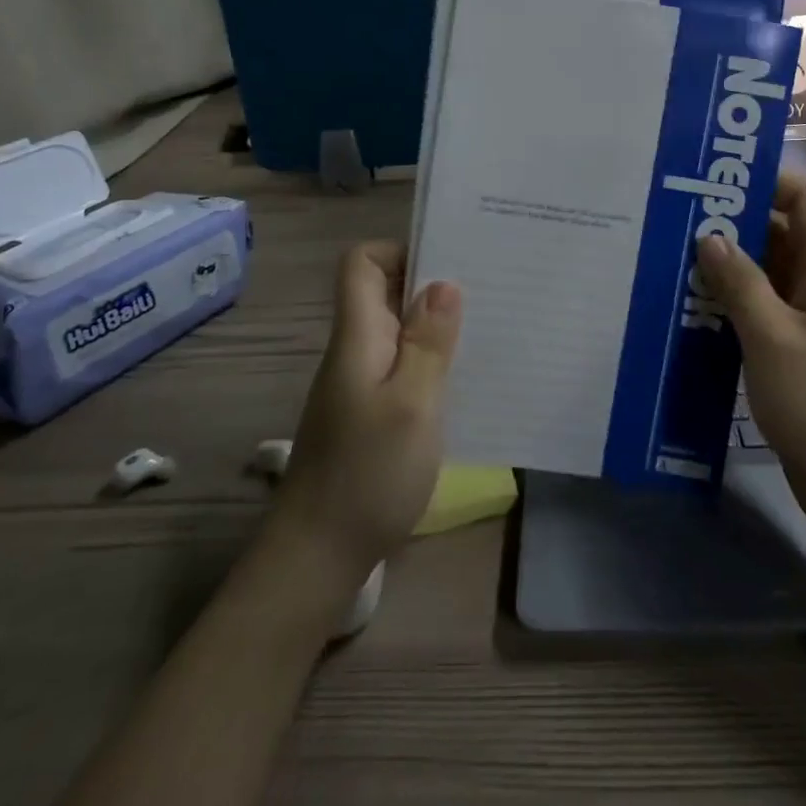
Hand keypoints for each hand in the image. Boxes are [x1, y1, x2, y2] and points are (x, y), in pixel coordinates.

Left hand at [268, 242, 462, 591]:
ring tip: (488, 328)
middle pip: (384, 292)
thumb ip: (428, 342)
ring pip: (398, 330)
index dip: (400, 249)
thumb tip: (443, 283)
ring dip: (436, 325)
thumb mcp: (412, 404)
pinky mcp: (370, 412)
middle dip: (432, 285)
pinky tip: (465, 379)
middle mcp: (355, 350)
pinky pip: (402, 366)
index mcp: (358, 336)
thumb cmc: (368, 474)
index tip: (448, 262)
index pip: (361, 262)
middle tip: (487, 290)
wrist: (318, 555)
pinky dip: (431, 361)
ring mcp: (360, 383)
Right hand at [698, 174, 805, 540]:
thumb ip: (740, 282)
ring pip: (771, 276)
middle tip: (677, 222)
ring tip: (675, 262)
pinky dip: (737, 306)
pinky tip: (695, 312)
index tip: (714, 181)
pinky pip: (769, 313)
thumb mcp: (772, 337)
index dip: (766, 181)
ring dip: (731, 268)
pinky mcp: (805, 354)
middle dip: (735, 225)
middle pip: (784, 234)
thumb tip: (710, 236)